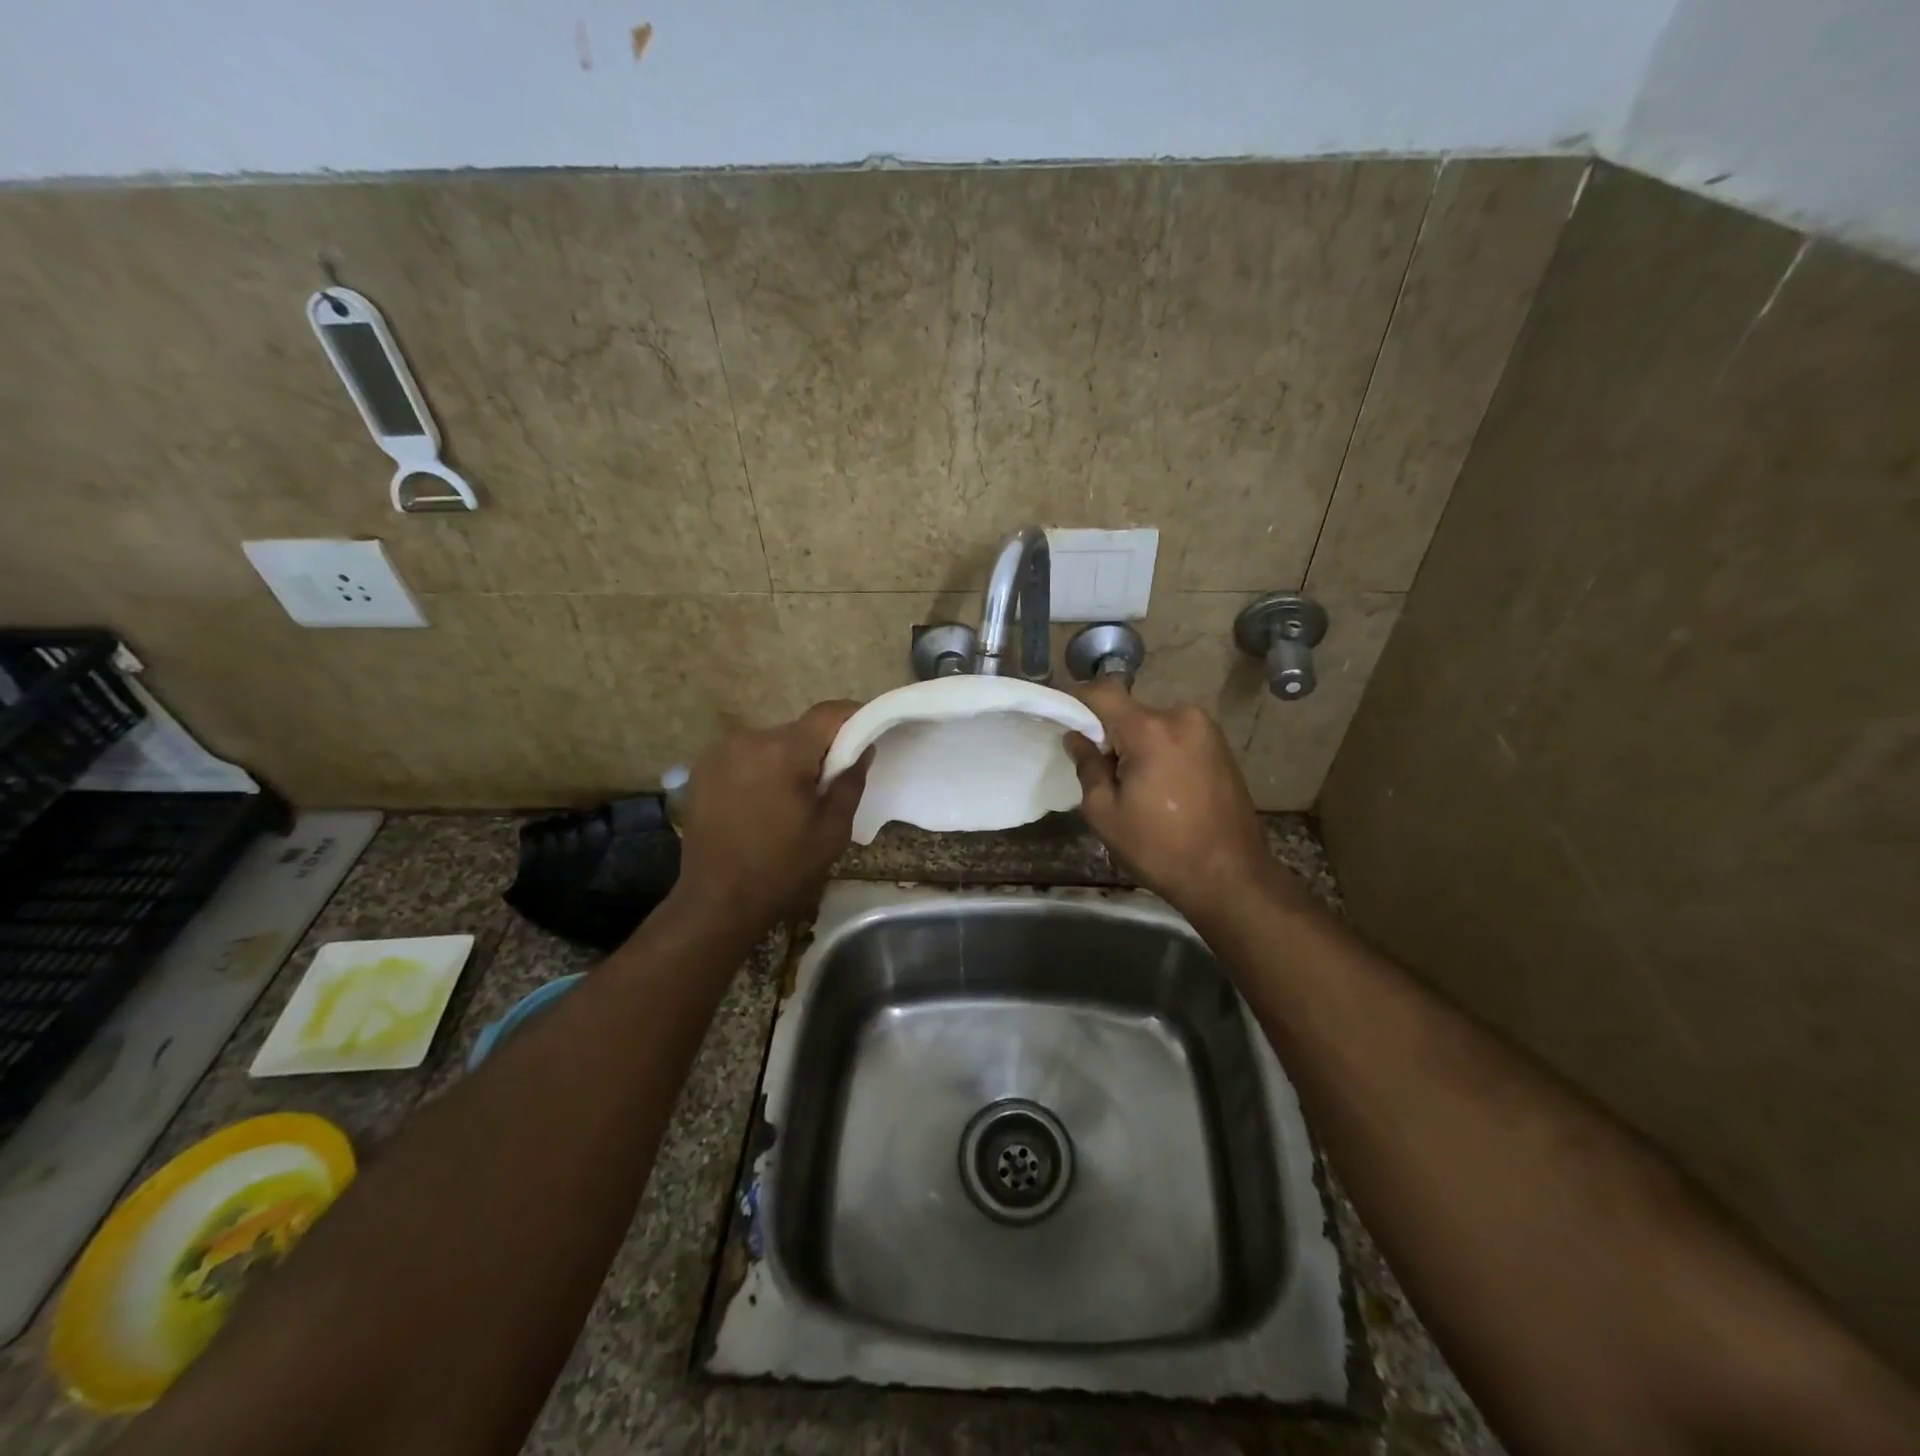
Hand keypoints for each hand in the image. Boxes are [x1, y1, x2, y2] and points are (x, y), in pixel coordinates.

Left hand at [671, 701, 870, 930]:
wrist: (716, 903)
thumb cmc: (782, 869)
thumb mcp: (832, 831)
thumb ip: (850, 782)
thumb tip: (862, 748)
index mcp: (783, 751)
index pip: (828, 713)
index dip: (853, 718)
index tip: (866, 736)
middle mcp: (748, 739)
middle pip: (798, 730)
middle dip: (818, 750)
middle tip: (828, 785)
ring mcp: (718, 752)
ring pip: (770, 743)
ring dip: (786, 761)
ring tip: (790, 801)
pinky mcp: (700, 769)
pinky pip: (744, 756)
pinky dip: (759, 770)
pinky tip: (759, 804)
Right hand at [1065, 684, 1293, 921]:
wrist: (1230, 877)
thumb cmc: (1159, 848)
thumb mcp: (1105, 813)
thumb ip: (1087, 766)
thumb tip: (1077, 737)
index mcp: (1150, 730)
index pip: (1103, 693)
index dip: (1078, 702)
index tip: (1065, 723)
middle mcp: (1181, 717)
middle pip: (1130, 711)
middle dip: (1111, 734)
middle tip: (1103, 772)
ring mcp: (1207, 730)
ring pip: (1154, 725)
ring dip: (1138, 744)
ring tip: (1137, 787)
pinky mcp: (1221, 746)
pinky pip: (1176, 736)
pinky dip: (1161, 751)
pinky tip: (1163, 788)